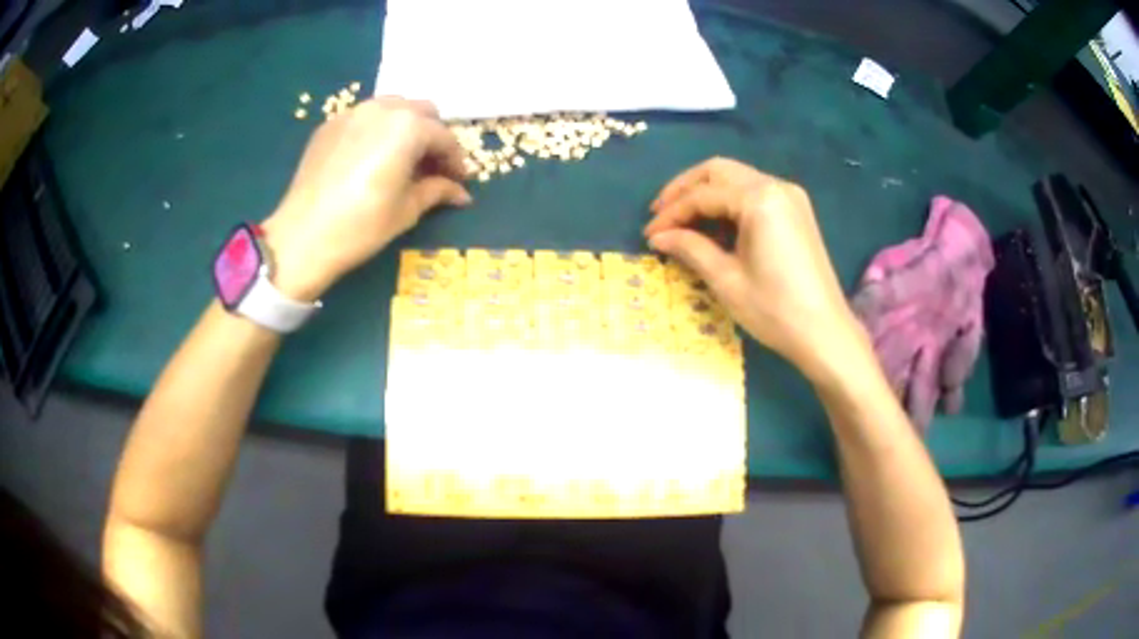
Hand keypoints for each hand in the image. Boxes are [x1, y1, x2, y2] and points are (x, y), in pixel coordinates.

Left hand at [261, 97, 470, 300]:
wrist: (302, 237)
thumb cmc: (361, 226)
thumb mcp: (407, 210)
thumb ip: (437, 191)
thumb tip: (461, 193)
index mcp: (408, 126)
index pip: (444, 137)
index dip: (455, 160)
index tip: (459, 181)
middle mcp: (382, 108)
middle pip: (421, 111)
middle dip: (432, 136)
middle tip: (431, 167)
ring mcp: (352, 113)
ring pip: (392, 107)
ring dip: (405, 127)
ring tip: (402, 157)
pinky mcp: (330, 125)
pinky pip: (364, 117)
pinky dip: (377, 130)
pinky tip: (371, 157)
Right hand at [644, 157, 862, 377]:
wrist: (825, 333)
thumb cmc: (774, 309)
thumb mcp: (726, 279)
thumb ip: (690, 248)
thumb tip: (658, 237)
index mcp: (759, 199)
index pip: (703, 195)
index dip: (672, 213)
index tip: (649, 235)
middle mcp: (776, 185)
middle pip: (719, 171)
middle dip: (685, 189)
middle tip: (660, 214)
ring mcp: (790, 196)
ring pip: (737, 178)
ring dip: (707, 193)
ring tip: (682, 221)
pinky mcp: (796, 211)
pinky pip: (754, 192)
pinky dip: (729, 203)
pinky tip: (715, 225)